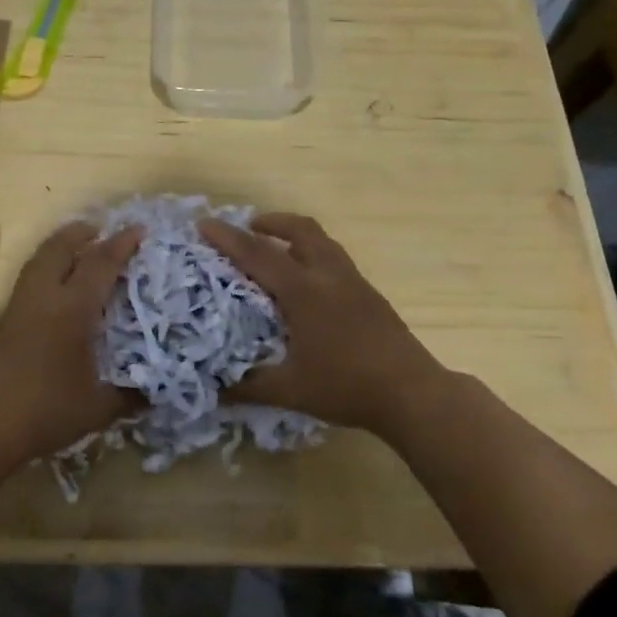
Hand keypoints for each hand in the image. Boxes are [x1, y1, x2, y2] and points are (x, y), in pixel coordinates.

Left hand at [0, 222, 142, 461]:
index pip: (100, 264)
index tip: (138, 229)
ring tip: (75, 248)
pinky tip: (52, 291)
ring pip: (37, 261)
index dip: (121, 245)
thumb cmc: (42, 412)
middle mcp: (43, 298)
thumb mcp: (96, 409)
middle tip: (100, 228)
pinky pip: (27, 282)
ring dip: (58, 248)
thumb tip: (154, 393)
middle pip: (59, 248)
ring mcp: (17, 309)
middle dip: (81, 233)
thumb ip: (128, 397)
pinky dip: (44, 271)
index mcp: (72, 310)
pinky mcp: (0, 324)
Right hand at [199, 213, 449, 437]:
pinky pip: (335, 259)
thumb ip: (248, 386)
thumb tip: (213, 388)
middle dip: (271, 222)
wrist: (412, 393)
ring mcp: (354, 282)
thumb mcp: (289, 390)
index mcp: (304, 291)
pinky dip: (313, 255)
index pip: (258, 254)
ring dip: (295, 236)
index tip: (204, 224)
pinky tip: (308, 285)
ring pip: (322, 241)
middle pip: (300, 230)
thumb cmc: (346, 386)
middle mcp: (329, 276)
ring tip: (277, 249)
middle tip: (248, 229)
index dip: (228, 238)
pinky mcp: (370, 294)